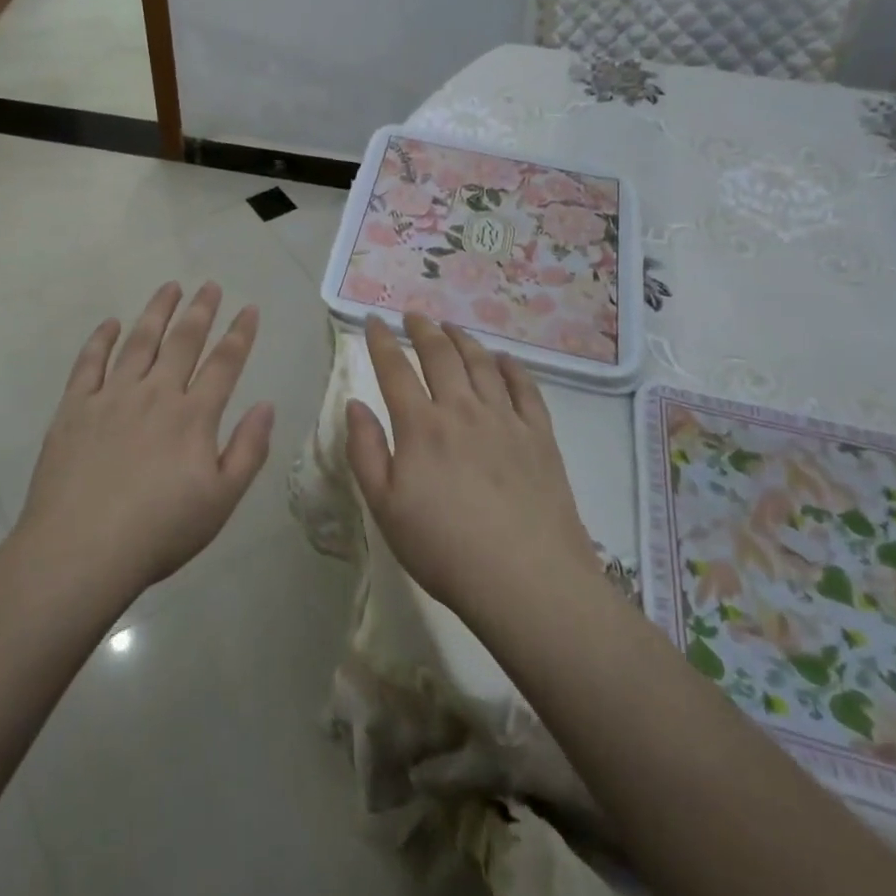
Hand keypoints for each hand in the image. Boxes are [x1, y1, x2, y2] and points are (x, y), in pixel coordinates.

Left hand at [17, 281, 274, 596]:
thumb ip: (248, 450)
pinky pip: (89, 363)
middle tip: (210, 285)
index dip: (240, 333)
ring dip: (157, 312)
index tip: (249, 308)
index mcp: (193, 416)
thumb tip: (266, 405)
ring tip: (170, 287)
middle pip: (183, 341)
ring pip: (139, 341)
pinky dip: (101, 339)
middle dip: (200, 310)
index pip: (224, 363)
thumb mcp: (221, 500)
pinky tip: (110, 323)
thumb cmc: (160, 531)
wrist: (81, 550)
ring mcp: (111, 397)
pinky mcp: (74, 408)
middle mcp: (155, 394)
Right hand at [345, 315, 598, 622]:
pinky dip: (511, 367)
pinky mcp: (540, 436)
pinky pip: (525, 388)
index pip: (395, 369)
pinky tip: (504, 359)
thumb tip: (355, 405)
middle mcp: (462, 410)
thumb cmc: (444, 549)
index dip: (382, 340)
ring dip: (463, 339)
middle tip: (414, 315)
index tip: (374, 320)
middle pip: (441, 355)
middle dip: (423, 329)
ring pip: (482, 363)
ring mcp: (506, 420)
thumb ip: (365, 451)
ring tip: (451, 327)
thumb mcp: (385, 507)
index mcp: (421, 426)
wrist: (527, 580)